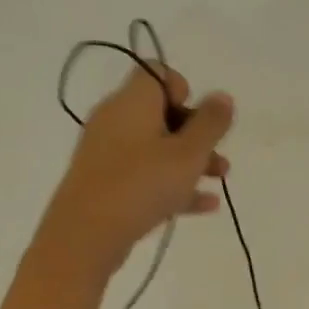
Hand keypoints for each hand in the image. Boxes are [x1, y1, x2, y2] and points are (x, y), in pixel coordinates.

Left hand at [37, 62, 233, 279]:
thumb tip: (222, 96)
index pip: (157, 72)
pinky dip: (171, 183)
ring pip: (155, 147)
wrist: (85, 236)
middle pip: (160, 112)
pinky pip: (143, 174)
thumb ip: (211, 123)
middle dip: (196, 132)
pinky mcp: (103, 183)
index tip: (200, 119)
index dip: (184, 89)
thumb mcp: (188, 153)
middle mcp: (115, 119)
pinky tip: (204, 205)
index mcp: (132, 101)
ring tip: (219, 180)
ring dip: (190, 160)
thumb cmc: (142, 184)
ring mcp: (106, 152)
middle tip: (217, 155)